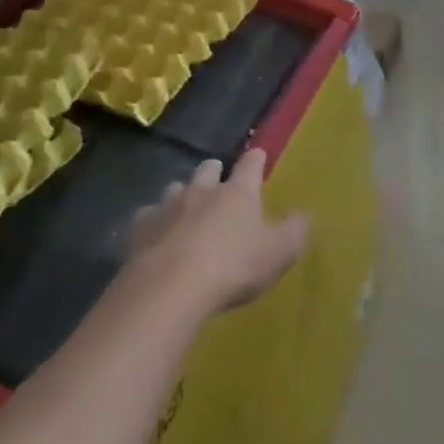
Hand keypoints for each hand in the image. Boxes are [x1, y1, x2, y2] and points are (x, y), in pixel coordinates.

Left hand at [126, 151, 308, 313]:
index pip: (250, 165)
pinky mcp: (141, 228)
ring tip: (185, 208)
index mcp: (237, 193)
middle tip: (217, 179)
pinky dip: (153, 221)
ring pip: (175, 189)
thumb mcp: (277, 254)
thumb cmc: (232, 267)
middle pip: (207, 168)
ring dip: (182, 195)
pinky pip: (147, 216)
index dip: (255, 160)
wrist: (170, 288)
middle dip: (213, 171)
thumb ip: (293, 231)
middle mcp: (202, 190)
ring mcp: (168, 206)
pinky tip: (155, 234)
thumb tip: (303, 215)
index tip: (257, 156)